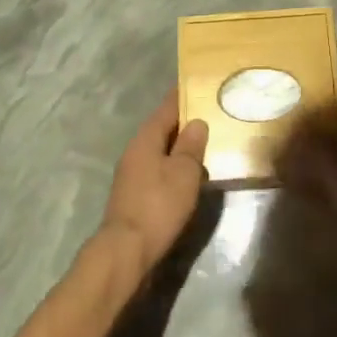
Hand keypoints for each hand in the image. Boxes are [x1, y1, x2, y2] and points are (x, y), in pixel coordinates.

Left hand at [100, 91, 208, 273]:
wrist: (125, 252)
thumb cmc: (158, 205)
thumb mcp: (184, 173)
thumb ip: (191, 146)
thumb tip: (197, 122)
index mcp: (147, 138)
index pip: (168, 107)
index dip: (184, 95)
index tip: (199, 84)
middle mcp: (135, 150)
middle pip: (162, 128)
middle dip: (184, 122)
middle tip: (211, 116)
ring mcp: (131, 173)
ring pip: (160, 151)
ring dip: (179, 148)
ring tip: (205, 147)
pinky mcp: (133, 195)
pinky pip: (157, 170)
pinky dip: (173, 168)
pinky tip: (188, 178)